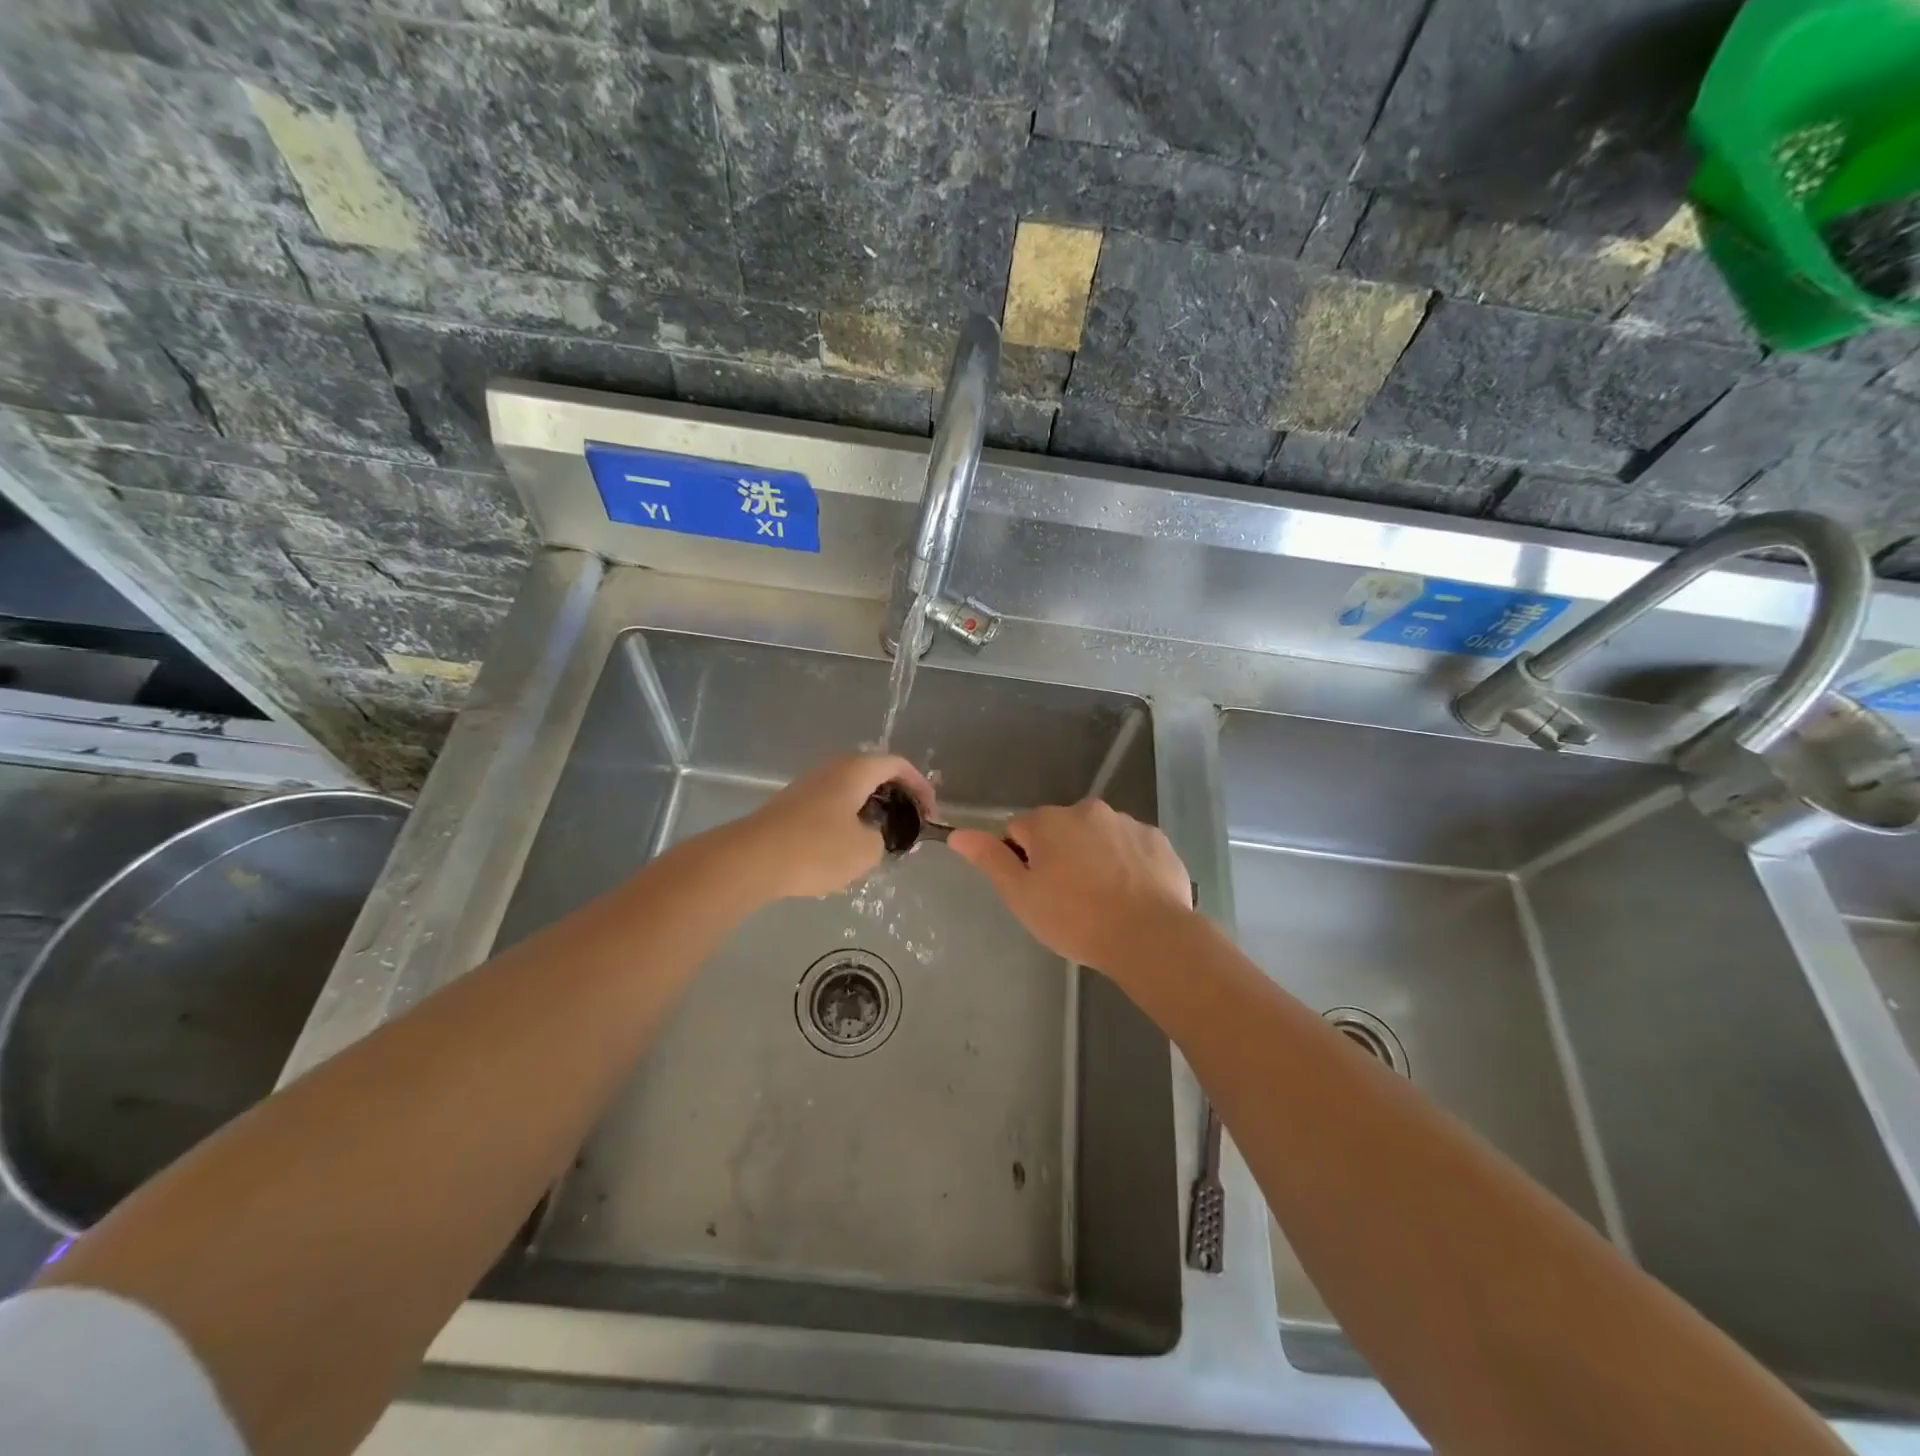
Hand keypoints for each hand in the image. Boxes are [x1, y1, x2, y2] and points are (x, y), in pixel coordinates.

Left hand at [723, 753, 934, 902]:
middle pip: (873, 774)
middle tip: (908, 825)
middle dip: (896, 798)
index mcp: (855, 771)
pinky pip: (831, 805)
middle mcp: (832, 769)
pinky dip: (848, 820)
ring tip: (880, 840)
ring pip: (850, 791)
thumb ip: (883, 839)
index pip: (898, 764)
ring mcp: (808, 786)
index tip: (930, 813)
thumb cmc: (816, 849)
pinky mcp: (791, 806)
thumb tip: (875, 835)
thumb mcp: (866, 851)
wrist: (750, 860)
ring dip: (870, 811)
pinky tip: (846, 850)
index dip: (920, 786)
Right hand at [948, 800, 1193, 974]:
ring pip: (1097, 836)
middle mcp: (1087, 809)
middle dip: (1059, 854)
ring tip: (1102, 899)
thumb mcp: (1021, 895)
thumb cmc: (1075, 918)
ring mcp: (1126, 822)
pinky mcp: (1158, 840)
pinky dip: (1127, 863)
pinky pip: (1131, 847)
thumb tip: (958, 834)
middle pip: (1060, 829)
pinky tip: (1131, 894)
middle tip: (1067, 898)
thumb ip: (990, 859)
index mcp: (1049, 821)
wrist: (1148, 936)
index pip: (1018, 830)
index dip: (1021, 860)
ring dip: (1094, 856)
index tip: (1036, 890)